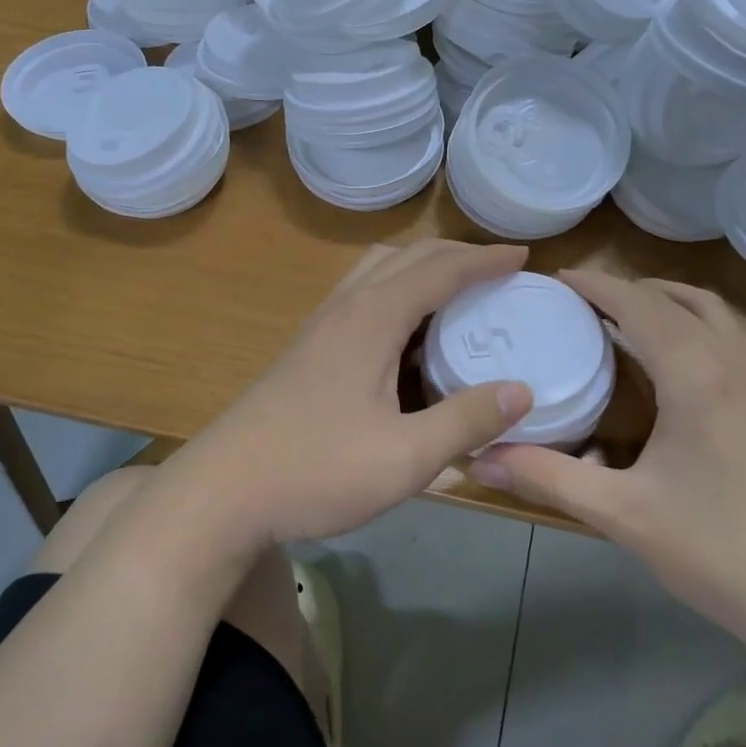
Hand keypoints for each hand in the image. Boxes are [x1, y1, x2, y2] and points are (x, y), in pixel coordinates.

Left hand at [171, 240, 535, 547]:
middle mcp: (347, 307)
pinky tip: (408, 332)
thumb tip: (522, 391)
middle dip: (457, 254)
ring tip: (458, 291)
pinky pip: (363, 294)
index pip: (440, 270)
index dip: (484, 260)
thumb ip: (464, 421)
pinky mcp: (308, 348)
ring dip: (422, 267)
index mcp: (372, 318)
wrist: (221, 492)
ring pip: (378, 270)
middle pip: (408, 256)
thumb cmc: (315, 471)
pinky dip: (398, 290)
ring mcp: (322, 326)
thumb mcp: (403, 457)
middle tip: (499, 269)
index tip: (524, 257)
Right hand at [469, 271, 745, 641]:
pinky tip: (675, 362)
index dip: (594, 284)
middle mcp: (733, 361)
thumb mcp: (621, 513)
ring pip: (712, 313)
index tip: (554, 278)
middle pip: (676, 297)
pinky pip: (730, 338)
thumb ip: (547, 477)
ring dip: (665, 301)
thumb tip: (478, 459)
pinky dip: (694, 324)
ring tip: (622, 318)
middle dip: (626, 288)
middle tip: (579, 301)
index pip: (637, 303)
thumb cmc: (718, 550)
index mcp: (696, 372)